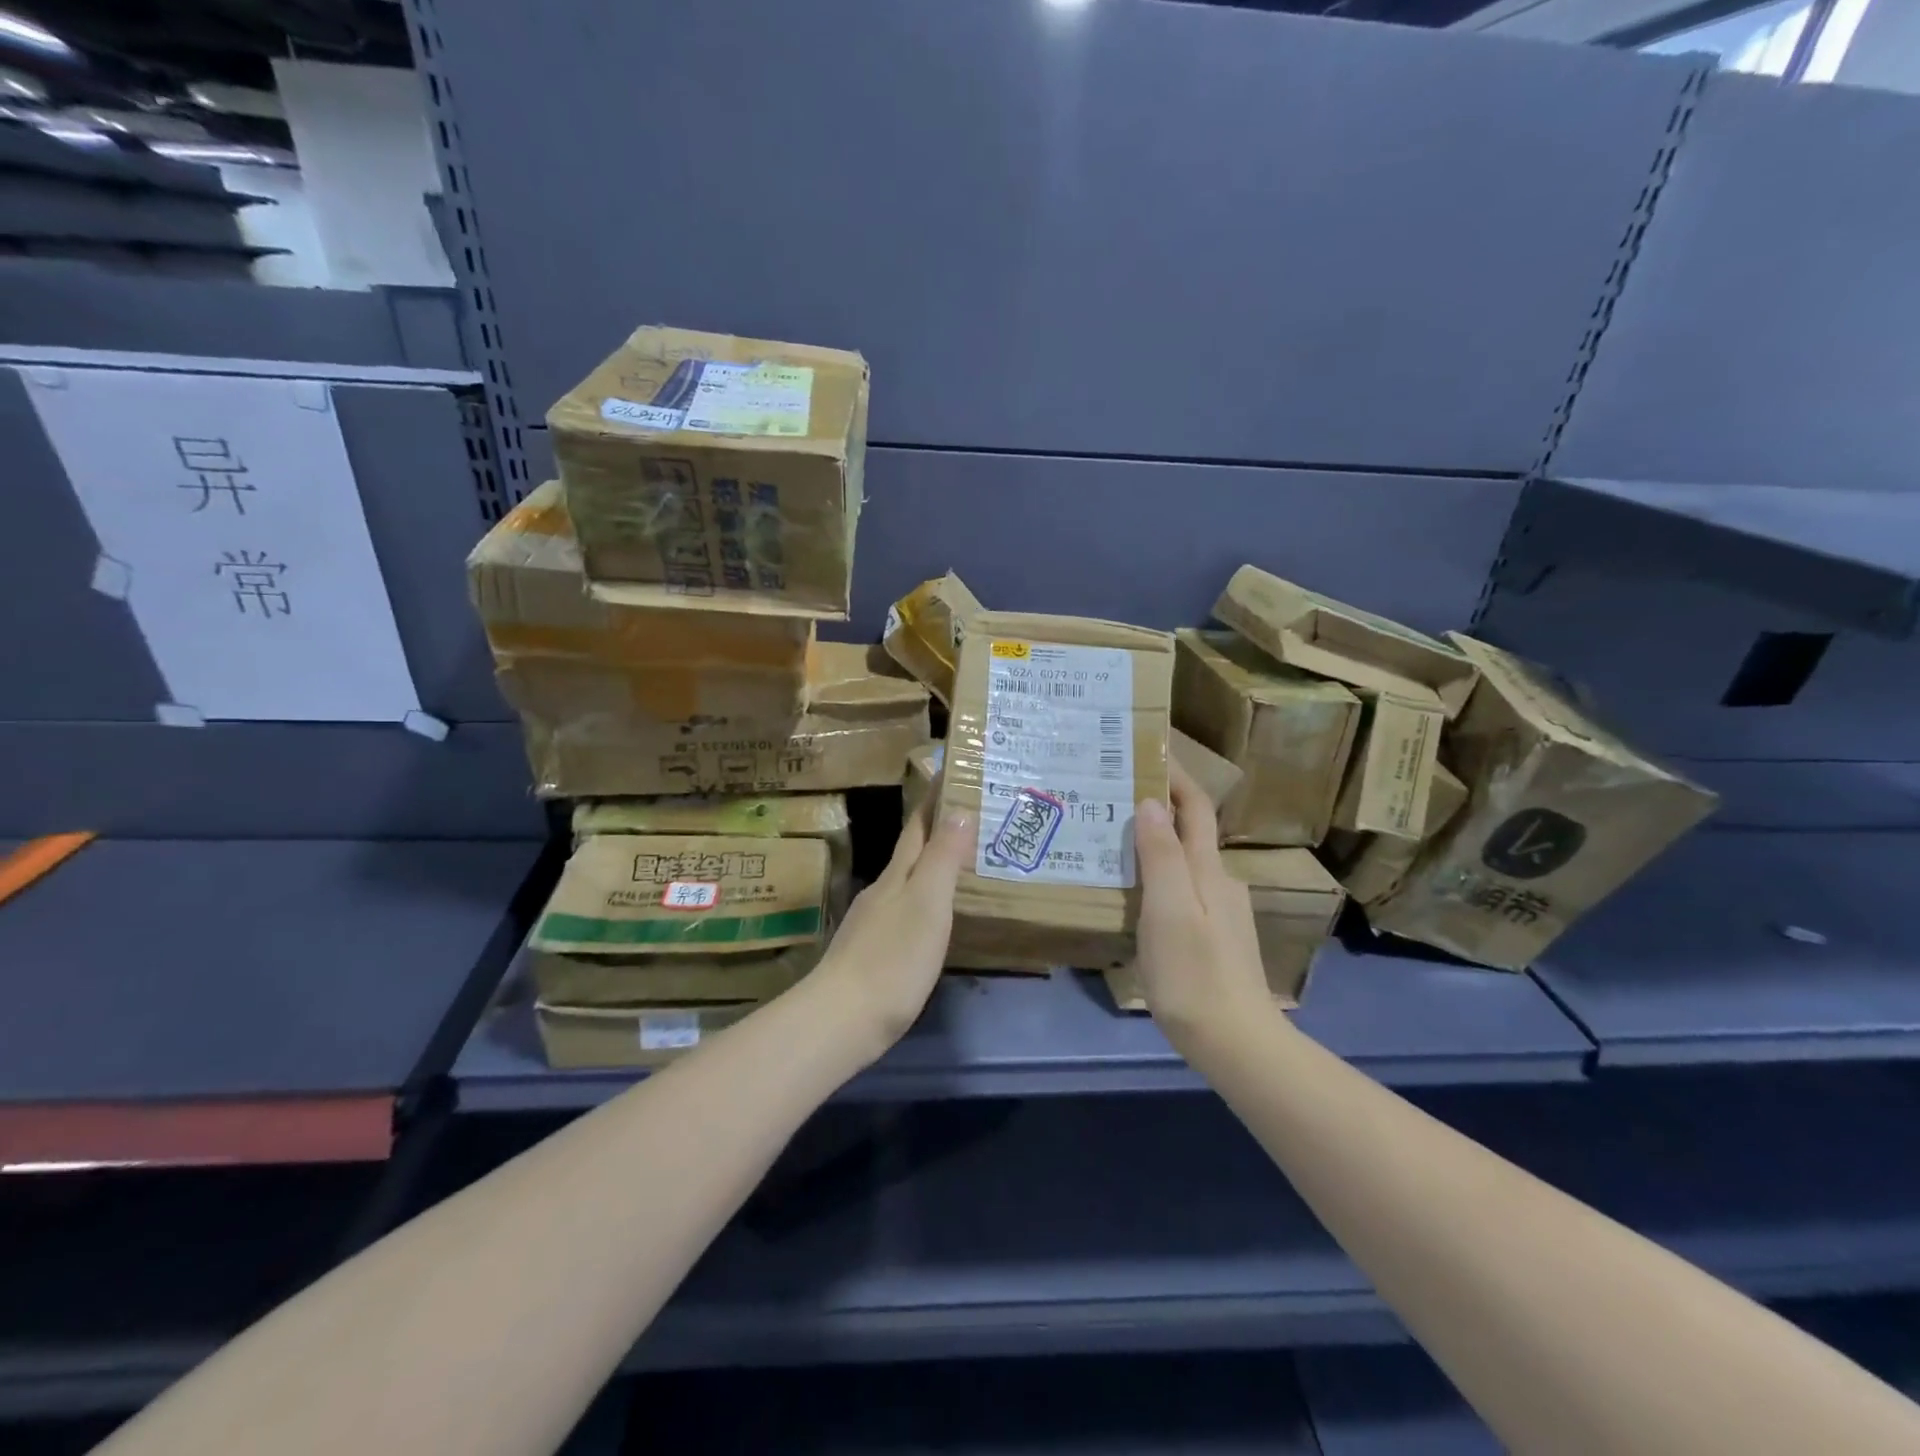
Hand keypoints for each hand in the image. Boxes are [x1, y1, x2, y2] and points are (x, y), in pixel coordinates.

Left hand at [815, 800, 972, 1054]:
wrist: (842, 1019)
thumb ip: (943, 858)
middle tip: (970, 818)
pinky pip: (903, 911)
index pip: (917, 827)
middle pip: (910, 853)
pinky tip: (932, 917)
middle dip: (935, 832)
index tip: (949, 775)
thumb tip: (958, 808)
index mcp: (897, 875)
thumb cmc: (893, 958)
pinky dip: (922, 901)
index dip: (933, 802)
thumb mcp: (928, 903)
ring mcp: (872, 922)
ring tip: (959, 865)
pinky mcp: (871, 952)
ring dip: (929, 867)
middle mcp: (882, 891)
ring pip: (905, 882)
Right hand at [1133, 759, 1271, 1049]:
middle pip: (1190, 831)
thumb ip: (1161, 856)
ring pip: (1184, 862)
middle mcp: (1218, 882)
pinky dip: (1158, 875)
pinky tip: (1134, 892)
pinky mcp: (1211, 937)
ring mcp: (1219, 912)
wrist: (1236, 1042)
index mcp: (1207, 870)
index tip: (1148, 752)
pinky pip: (1181, 889)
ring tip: (1113, 841)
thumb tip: (1150, 802)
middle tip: (1113, 797)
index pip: (1195, 808)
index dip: (1176, 778)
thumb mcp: (1169, 911)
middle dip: (1158, 807)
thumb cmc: (1194, 974)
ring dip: (1155, 842)